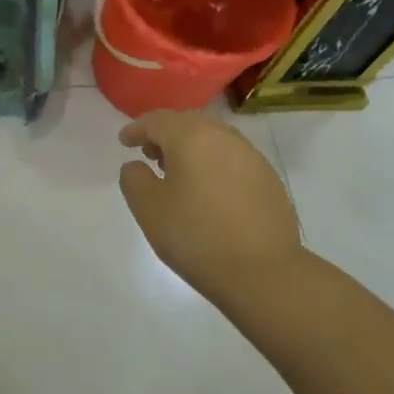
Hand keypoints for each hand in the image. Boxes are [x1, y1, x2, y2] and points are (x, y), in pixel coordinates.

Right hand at [118, 111, 303, 301]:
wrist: (263, 272)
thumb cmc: (196, 236)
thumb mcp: (148, 209)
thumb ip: (134, 178)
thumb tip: (137, 165)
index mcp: (192, 137)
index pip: (157, 120)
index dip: (137, 129)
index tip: (125, 142)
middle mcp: (224, 136)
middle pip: (187, 124)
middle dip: (165, 136)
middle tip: (150, 156)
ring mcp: (251, 156)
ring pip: (212, 140)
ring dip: (191, 149)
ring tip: (179, 175)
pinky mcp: (268, 178)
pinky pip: (232, 159)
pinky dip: (214, 165)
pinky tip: (209, 192)